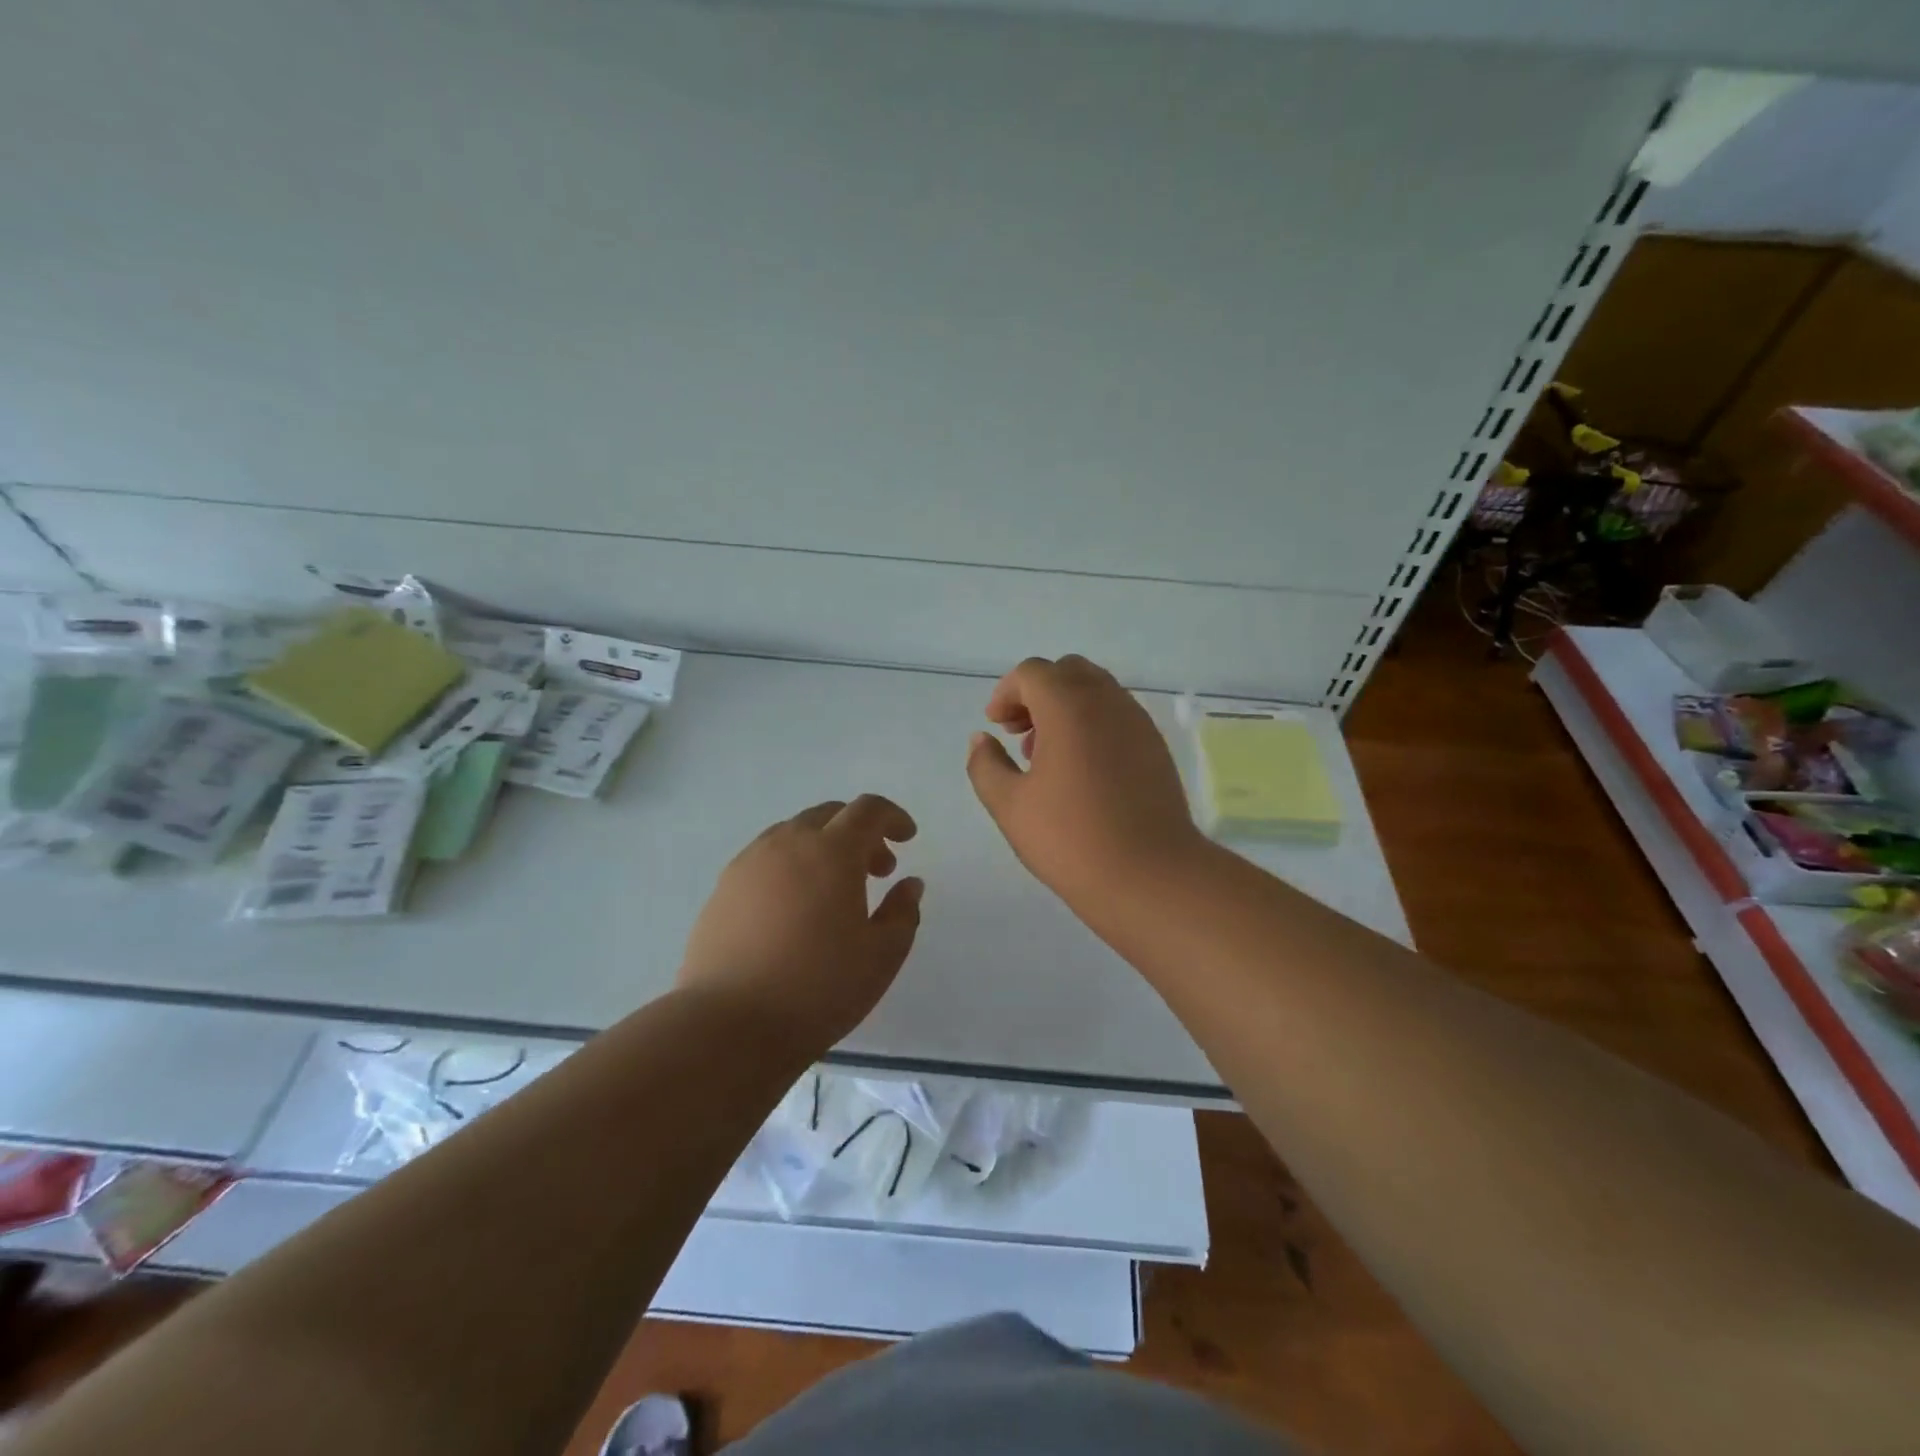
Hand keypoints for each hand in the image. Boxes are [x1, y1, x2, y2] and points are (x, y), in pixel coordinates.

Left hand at [678, 795, 923, 1054]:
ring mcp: (748, 863)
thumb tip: (909, 884)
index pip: (868, 810)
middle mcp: (787, 843)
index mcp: (831, 851)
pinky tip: (795, 908)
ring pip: (794, 834)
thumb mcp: (882, 956)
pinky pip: (766, 858)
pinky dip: (791, 866)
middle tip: (877, 870)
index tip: (907, 838)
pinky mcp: (723, 888)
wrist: (729, 1024)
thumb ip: (903, 913)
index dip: (893, 817)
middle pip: (829, 815)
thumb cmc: (818, 988)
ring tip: (834, 891)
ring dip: (823, 847)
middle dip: (859, 832)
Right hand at [966, 655, 1206, 907]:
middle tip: (1019, 733)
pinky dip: (1093, 724)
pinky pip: (1118, 715)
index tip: (996, 726)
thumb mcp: (1009, 805)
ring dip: (1066, 708)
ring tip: (1047, 756)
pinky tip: (1081, 771)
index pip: (1032, 672)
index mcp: (1069, 706)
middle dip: (1037, 693)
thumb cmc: (1070, 839)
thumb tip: (981, 739)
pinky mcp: (1156, 746)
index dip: (1006, 693)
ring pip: (1096, 691)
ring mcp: (1137, 722)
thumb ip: (986, 764)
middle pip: (1067, 672)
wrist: (1150, 876)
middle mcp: (1107, 702)